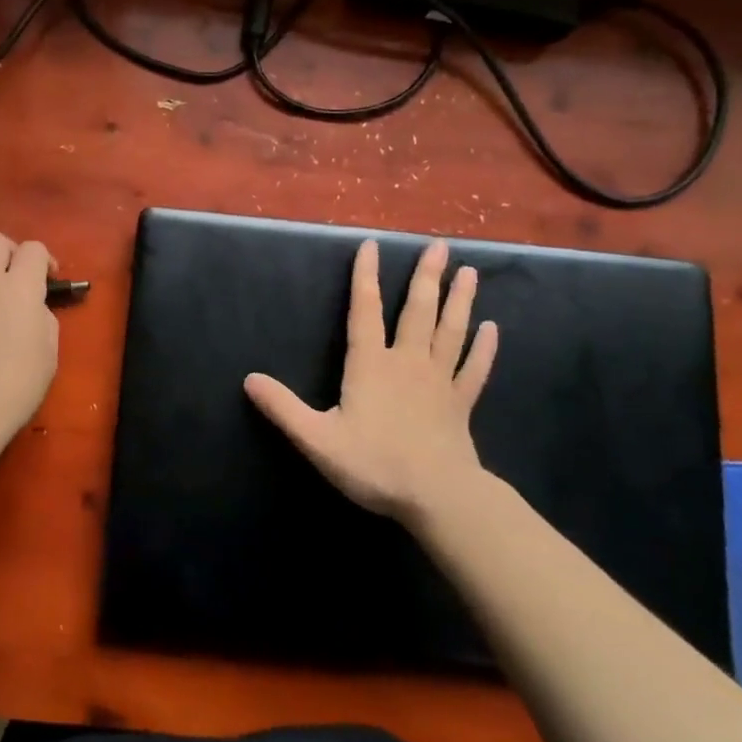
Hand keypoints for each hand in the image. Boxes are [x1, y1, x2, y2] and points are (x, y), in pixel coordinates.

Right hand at [244, 238, 497, 523]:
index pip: (365, 311)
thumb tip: (249, 379)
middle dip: (426, 277)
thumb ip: (283, 408)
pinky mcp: (461, 404)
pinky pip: (474, 369)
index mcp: (370, 365)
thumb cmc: (374, 464)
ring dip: (460, 301)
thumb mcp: (317, 439)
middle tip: (440, 246)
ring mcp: (439, 381)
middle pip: (418, 311)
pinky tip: (493, 330)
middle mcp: (407, 362)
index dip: (365, 277)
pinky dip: (484, 349)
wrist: (437, 497)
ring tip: (469, 272)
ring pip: (450, 332)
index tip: (372, 245)